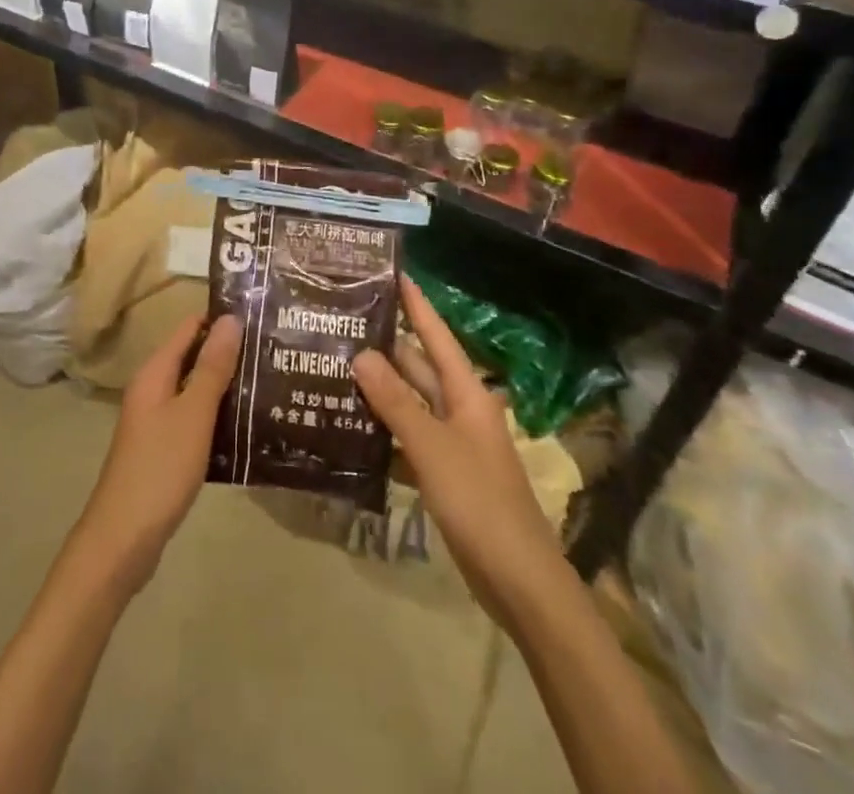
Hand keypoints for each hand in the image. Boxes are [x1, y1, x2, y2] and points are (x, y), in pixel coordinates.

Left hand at [74, 313, 242, 596]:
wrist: (124, 539)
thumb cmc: (160, 468)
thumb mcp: (193, 414)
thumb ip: (212, 367)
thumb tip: (230, 318)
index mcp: (155, 374)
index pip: (190, 329)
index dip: (221, 320)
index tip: (260, 317)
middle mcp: (152, 391)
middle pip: (193, 358)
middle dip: (229, 354)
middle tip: (273, 351)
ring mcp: (156, 422)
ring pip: (195, 391)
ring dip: (226, 387)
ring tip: (269, 383)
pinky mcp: (163, 451)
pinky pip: (194, 420)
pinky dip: (217, 417)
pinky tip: (247, 427)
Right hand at [353, 277, 567, 634]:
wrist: (519, 580)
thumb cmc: (479, 501)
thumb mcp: (432, 447)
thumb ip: (396, 401)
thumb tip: (361, 354)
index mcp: (467, 394)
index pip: (436, 336)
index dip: (416, 305)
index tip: (393, 274)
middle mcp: (460, 410)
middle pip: (418, 368)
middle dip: (384, 348)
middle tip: (341, 326)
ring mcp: (453, 444)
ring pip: (410, 404)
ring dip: (379, 390)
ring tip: (334, 369)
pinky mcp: (443, 474)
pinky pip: (408, 440)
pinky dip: (383, 432)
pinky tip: (350, 428)